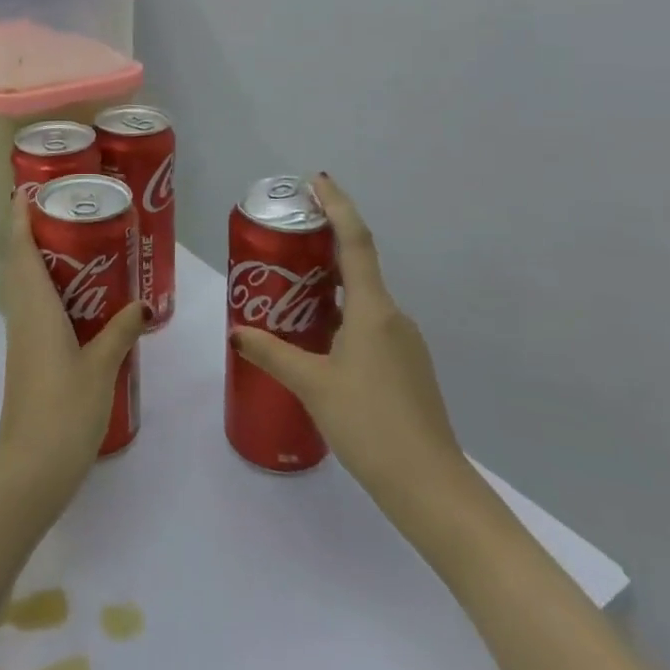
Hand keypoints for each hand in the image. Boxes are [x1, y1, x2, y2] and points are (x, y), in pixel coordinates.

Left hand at [0, 190, 146, 498]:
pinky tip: (80, 298)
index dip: (21, 218)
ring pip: (25, 284)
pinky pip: (34, 307)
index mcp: (36, 307)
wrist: (31, 468)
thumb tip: (143, 304)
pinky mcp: (28, 356)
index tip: (29, 190)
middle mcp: (24, 315)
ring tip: (78, 244)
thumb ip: (121, 331)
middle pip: (20, 261)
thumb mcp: (102, 367)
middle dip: (34, 232)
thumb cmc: (64, 409)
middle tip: (68, 211)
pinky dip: (49, 288)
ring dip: (41, 259)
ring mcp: (23, 337)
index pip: (21, 250)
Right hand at [230, 173, 471, 527]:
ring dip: (331, 286)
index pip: (355, 241)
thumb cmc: (370, 426)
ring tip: (292, 290)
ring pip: (364, 299)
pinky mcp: (407, 367)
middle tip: (287, 238)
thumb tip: (238, 330)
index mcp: (373, 309)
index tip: (317, 181)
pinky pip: (371, 325)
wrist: (432, 488)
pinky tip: (320, 340)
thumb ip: (273, 353)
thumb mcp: (312, 386)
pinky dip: (343, 316)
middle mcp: (393, 316)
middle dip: (325, 245)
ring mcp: (405, 343)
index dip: (337, 206)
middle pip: (358, 265)